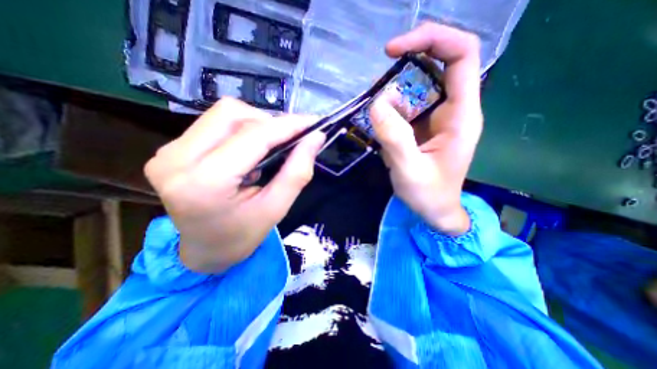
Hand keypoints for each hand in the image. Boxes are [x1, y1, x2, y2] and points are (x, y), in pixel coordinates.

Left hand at [146, 99, 324, 273]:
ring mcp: (168, 151)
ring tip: (270, 147)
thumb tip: (316, 138)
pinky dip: (242, 129)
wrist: (203, 250)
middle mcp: (177, 159)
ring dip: (256, 124)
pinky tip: (251, 150)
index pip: (253, 137)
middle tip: (290, 140)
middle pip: (233, 114)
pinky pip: (214, 123)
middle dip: (270, 122)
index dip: (287, 125)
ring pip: (223, 114)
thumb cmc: (242, 236)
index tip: (313, 122)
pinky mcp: (171, 149)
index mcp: (205, 182)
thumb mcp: (276, 208)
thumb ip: (297, 172)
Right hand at [368, 24, 481, 234]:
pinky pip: (409, 105)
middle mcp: (454, 110)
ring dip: (396, 90)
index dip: (431, 40)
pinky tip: (381, 125)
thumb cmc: (428, 195)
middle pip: (440, 63)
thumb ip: (395, 139)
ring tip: (378, 113)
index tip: (394, 50)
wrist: (435, 210)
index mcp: (461, 116)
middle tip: (380, 76)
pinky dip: (392, 107)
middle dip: (409, 60)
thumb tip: (377, 104)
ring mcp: (438, 118)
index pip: (461, 56)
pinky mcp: (425, 127)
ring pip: (420, 86)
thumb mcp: (409, 171)